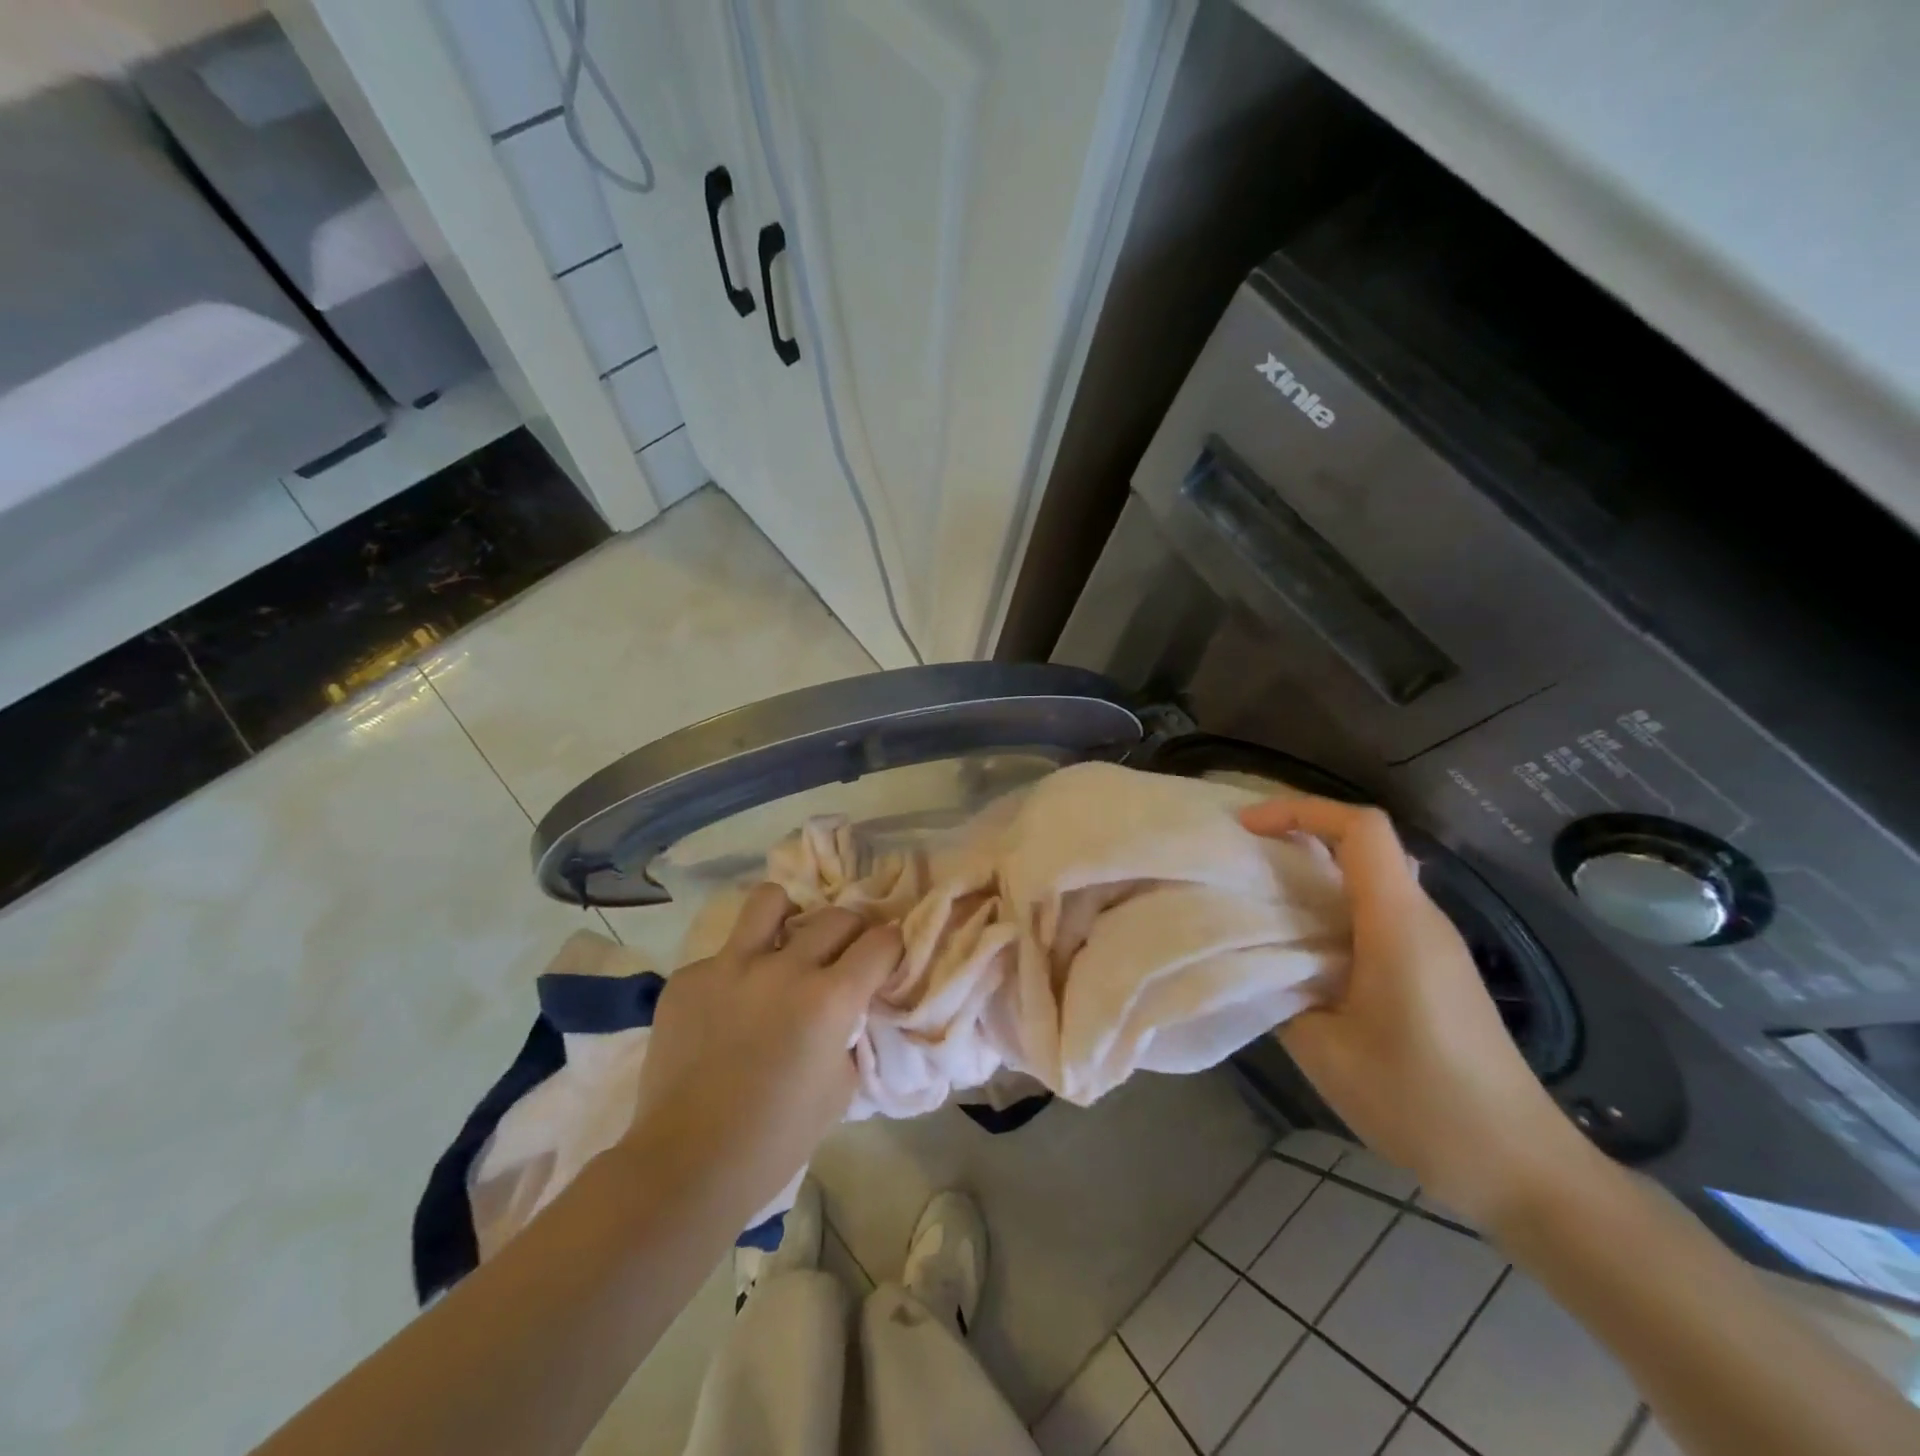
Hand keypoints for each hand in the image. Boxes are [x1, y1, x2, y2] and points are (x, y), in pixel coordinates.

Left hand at [622, 884, 901, 1215]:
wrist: (687, 1164)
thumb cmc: (777, 1137)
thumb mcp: (840, 1086)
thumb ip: (850, 1032)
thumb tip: (848, 1006)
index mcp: (830, 998)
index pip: (880, 942)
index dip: (890, 948)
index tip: (885, 958)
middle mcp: (784, 967)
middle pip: (836, 916)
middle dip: (850, 933)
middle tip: (841, 958)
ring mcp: (731, 966)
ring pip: (770, 900)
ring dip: (788, 917)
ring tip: (783, 943)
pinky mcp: (689, 977)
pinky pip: (723, 955)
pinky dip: (735, 973)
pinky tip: (725, 1009)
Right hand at [1241, 796, 1592, 1224]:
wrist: (1521, 1169)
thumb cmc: (1421, 1104)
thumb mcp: (1325, 1051)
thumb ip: (1280, 991)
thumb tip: (1254, 960)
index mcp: (1397, 924)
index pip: (1361, 828)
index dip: (1300, 810)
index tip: (1246, 827)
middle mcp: (1422, 918)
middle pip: (1363, 843)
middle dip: (1298, 833)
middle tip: (1240, 854)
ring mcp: (1434, 943)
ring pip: (1370, 876)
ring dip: (1313, 872)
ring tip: (1258, 893)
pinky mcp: (1435, 967)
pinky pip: (1377, 910)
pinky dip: (1331, 905)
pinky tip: (1299, 943)